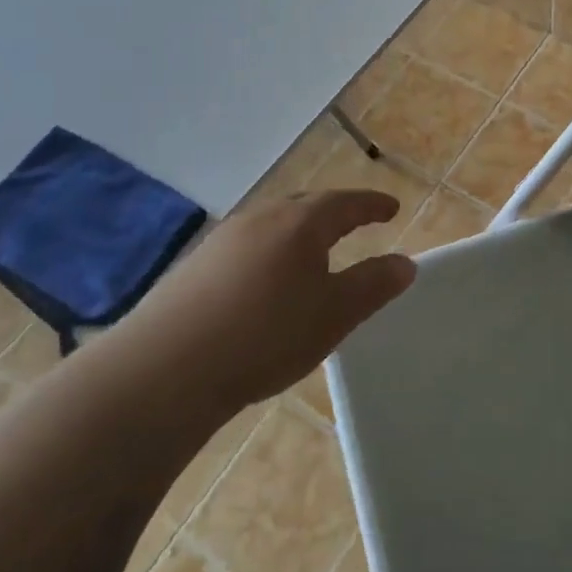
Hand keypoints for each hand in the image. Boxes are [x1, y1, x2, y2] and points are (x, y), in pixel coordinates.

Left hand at [132, 190, 415, 409]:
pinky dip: (269, 254)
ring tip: (313, 254)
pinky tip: (264, 283)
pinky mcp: (195, 267)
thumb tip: (405, 262)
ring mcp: (223, 240)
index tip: (392, 207)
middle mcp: (261, 219)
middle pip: (306, 206)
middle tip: (355, 224)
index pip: (346, 203)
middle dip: (335, 213)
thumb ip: (373, 285)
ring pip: (273, 226)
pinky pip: (247, 247)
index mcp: (300, 223)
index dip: (372, 205)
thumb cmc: (266, 335)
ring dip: (299, 233)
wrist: (165, 369)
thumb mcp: (334, 315)